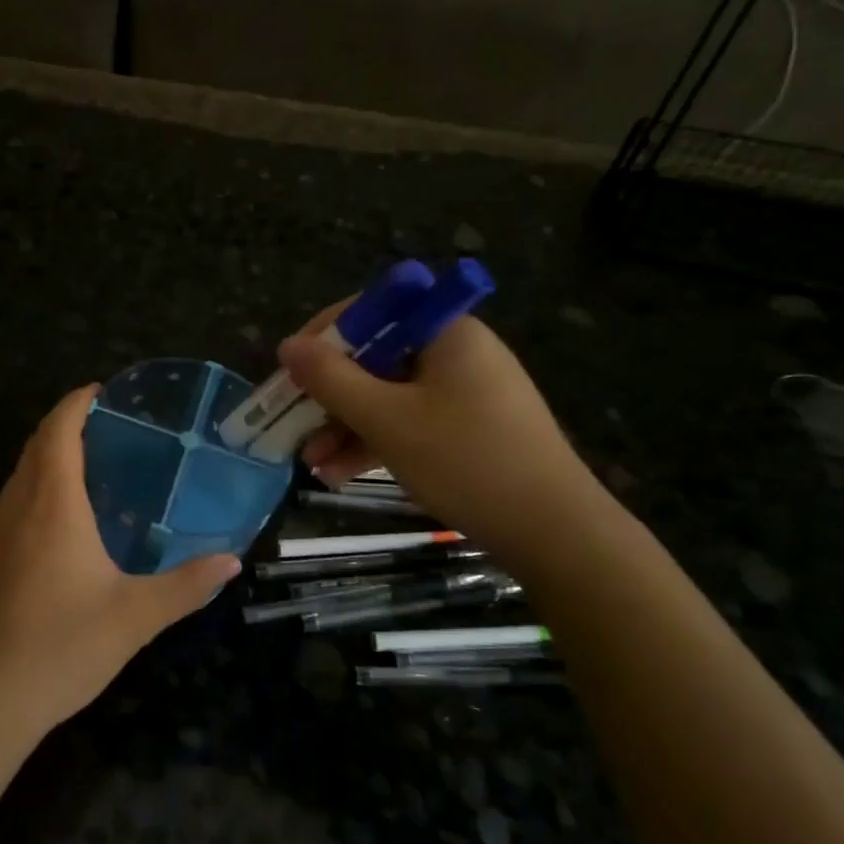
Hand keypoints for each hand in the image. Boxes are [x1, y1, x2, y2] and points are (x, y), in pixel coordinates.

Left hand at [0, 386, 239, 746]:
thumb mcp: (135, 617)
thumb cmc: (60, 648)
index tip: (102, 390)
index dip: (76, 402)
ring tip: (91, 463)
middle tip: (108, 423)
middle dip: (64, 423)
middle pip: (35, 446)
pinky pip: (14, 504)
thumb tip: (231, 561)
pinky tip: (64, 521)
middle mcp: (18, 509)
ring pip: (20, 475)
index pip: (57, 431)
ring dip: (48, 455)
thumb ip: (186, 586)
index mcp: (52, 506)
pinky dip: (37, 488)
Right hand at [279, 308, 603, 562]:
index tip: (291, 368)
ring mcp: (465, 393)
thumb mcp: (387, 419)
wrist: (555, 533)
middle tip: (293, 421)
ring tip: (311, 462)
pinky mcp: (469, 429)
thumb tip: (287, 345)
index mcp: (446, 331)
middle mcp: (456, 352)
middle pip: (377, 357)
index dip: (325, 335)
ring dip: (346, 425)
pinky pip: (411, 422)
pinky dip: (376, 442)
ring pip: (390, 395)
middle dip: (330, 394)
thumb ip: (332, 379)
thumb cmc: (466, 461)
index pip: (374, 310)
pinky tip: (340, 474)